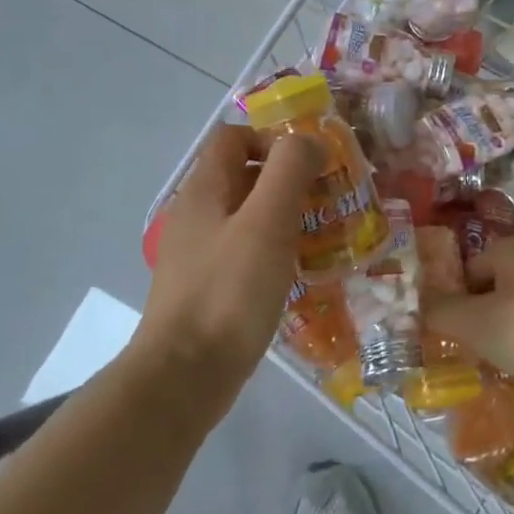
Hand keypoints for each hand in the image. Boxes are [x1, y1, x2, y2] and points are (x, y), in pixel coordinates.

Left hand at [138, 125, 323, 389]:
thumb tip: (311, 140)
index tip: (312, 164)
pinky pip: (245, 253)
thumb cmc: (229, 291)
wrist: (185, 376)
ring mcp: (198, 253)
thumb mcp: (267, 221)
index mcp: (203, 190)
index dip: (273, 139)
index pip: (234, 136)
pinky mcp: (208, 288)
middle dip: (288, 180)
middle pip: (243, 175)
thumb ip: (290, 169)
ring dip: (285, 218)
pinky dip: (274, 252)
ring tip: (324, 236)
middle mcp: (196, 214)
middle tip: (328, 201)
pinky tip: (299, 273)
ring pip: (248, 216)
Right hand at [424, 238, 513, 428]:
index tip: (433, 321)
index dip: (449, 292)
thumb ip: (442, 313)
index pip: (469, 267)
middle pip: (492, 291)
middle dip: (473, 317)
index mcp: (510, 252)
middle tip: (450, 345)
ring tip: (477, 363)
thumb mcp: (473, 320)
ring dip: (498, 339)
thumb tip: (418, 307)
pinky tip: (510, 377)